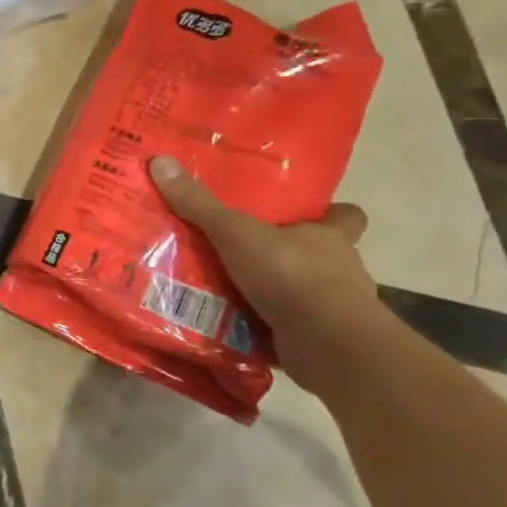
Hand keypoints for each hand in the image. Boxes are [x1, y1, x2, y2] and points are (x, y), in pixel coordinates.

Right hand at [148, 156, 381, 393]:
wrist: (329, 345)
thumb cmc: (291, 275)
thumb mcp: (235, 233)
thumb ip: (199, 204)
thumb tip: (160, 161)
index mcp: (330, 238)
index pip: (346, 216)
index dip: (331, 213)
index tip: (310, 212)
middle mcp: (339, 270)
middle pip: (321, 255)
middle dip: (289, 254)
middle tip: (247, 249)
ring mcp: (334, 309)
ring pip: (304, 293)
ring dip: (275, 293)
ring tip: (230, 289)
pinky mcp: (321, 340)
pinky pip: (290, 328)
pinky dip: (267, 327)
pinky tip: (234, 325)